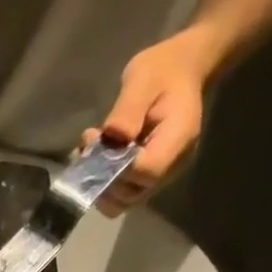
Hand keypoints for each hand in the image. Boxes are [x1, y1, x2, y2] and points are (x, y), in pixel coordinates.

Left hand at [85, 33, 212, 214]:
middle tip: (90, 145)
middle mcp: (172, 167)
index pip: (146, 172)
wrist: (181, 71)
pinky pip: (122, 194)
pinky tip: (95, 157)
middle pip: (132, 195)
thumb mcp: (143, 77)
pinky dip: (103, 183)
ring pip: (123, 201)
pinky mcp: (147, 180)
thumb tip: (112, 135)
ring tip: (90, 150)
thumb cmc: (163, 70)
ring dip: (99, 183)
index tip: (102, 144)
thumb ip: (128, 109)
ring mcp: (160, 177)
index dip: (119, 168)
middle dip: (104, 178)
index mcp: (178, 139)